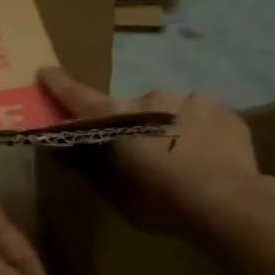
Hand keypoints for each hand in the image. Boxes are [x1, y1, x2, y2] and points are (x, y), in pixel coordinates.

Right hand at [38, 67, 262, 235]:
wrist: (229, 202)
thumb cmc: (162, 203)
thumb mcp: (118, 195)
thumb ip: (98, 168)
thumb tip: (74, 152)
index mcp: (119, 118)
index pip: (80, 98)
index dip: (60, 86)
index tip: (45, 71)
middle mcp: (151, 98)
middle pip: (133, 109)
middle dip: (133, 125)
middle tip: (144, 156)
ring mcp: (191, 100)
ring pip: (171, 112)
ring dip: (169, 128)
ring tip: (184, 161)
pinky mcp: (223, 110)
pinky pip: (202, 118)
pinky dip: (199, 132)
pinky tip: (208, 158)